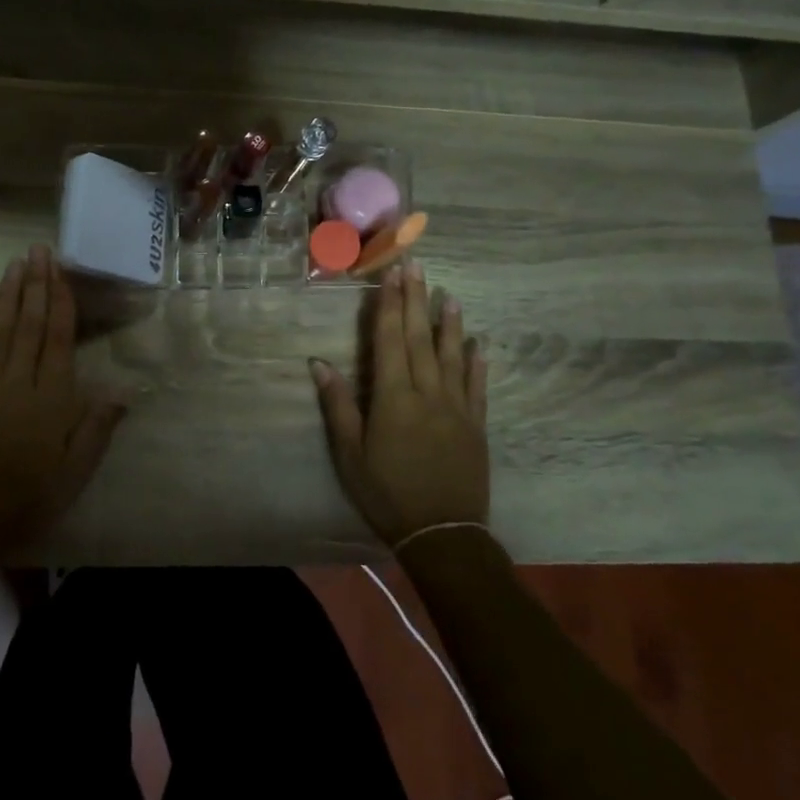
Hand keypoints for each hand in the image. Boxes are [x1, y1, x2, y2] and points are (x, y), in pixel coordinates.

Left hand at [0, 246, 125, 556]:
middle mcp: (18, 381)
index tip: (60, 270)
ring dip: (7, 294)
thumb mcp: (75, 472)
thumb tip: (124, 392)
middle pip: (29, 323)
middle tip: (37, 250)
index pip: (58, 338)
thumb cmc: (28, 498)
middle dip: (35, 284)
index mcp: (52, 398)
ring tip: (14, 264)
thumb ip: (97, 428)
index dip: (60, 301)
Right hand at [310, 261, 488, 548]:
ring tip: (449, 294)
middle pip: (420, 338)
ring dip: (450, 324)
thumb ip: (338, 406)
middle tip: (417, 266)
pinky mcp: (477, 425)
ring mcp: (457, 408)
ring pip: (452, 355)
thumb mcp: (350, 454)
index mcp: (393, 398)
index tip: (392, 274)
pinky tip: (479, 345)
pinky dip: (477, 363)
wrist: (443, 533)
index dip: (389, 305)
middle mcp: (428, 393)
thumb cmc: (387, 493)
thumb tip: (319, 363)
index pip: (390, 340)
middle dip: (416, 300)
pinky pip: (477, 387)